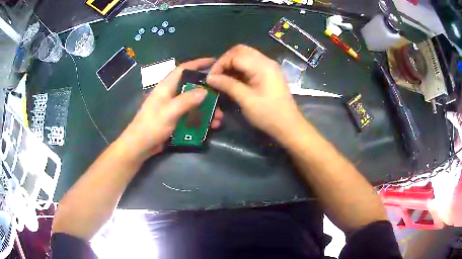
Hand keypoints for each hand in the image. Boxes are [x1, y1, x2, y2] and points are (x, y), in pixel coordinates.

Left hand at [120, 58, 223, 160]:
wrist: (140, 145)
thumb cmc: (151, 126)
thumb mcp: (169, 112)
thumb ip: (187, 100)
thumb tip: (205, 91)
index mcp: (166, 87)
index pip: (183, 69)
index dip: (198, 63)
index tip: (214, 62)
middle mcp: (170, 94)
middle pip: (192, 87)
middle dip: (207, 93)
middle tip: (221, 99)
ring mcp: (173, 107)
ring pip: (194, 103)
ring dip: (207, 110)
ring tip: (218, 119)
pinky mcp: (175, 119)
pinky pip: (191, 115)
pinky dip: (201, 120)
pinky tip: (211, 127)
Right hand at [207, 45, 304, 142]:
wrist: (289, 125)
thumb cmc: (268, 114)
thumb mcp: (246, 100)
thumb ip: (227, 85)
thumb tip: (210, 78)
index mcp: (262, 65)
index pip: (235, 55)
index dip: (220, 64)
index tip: (211, 78)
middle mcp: (266, 61)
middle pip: (241, 51)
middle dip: (225, 60)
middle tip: (216, 75)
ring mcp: (269, 67)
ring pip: (245, 56)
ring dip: (232, 64)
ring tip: (222, 78)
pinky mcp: (269, 74)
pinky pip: (251, 64)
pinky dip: (240, 69)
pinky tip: (233, 79)